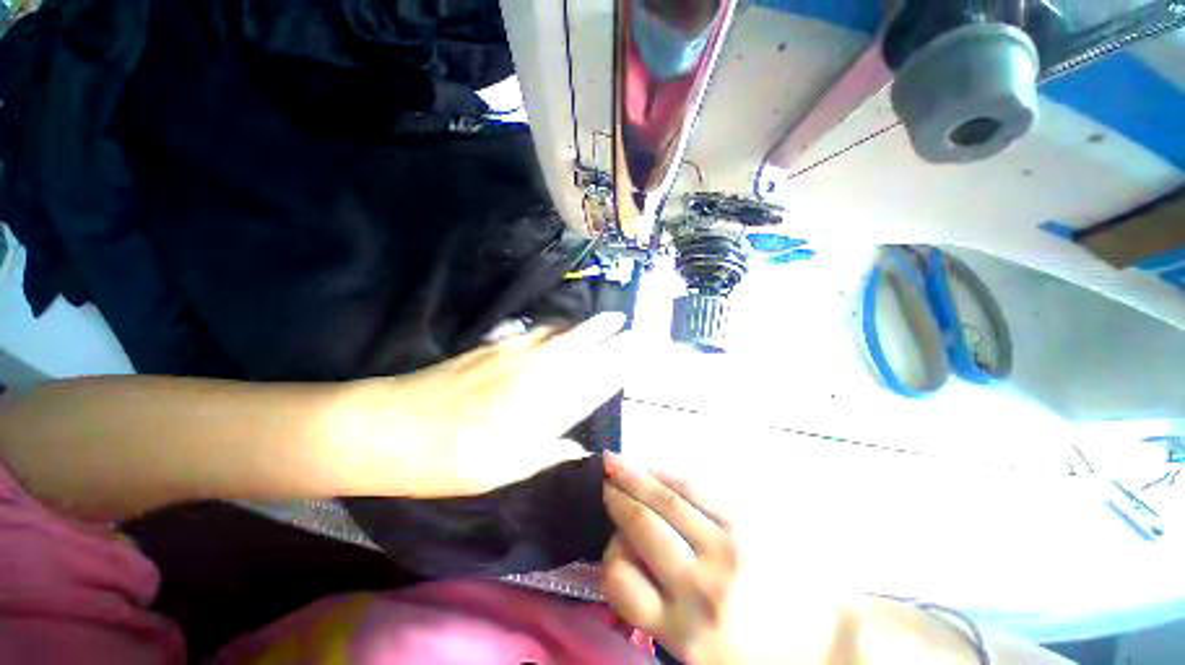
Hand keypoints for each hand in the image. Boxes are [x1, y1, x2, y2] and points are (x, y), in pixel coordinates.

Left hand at [347, 313, 634, 497]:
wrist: (389, 426)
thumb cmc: (448, 461)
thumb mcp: (502, 471)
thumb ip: (547, 453)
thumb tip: (580, 448)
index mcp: (541, 410)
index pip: (592, 382)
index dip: (617, 365)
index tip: (636, 353)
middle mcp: (535, 376)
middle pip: (582, 352)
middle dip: (610, 338)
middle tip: (631, 326)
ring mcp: (513, 356)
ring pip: (562, 336)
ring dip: (587, 327)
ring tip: (608, 319)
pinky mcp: (494, 347)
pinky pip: (536, 332)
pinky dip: (556, 327)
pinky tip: (562, 327)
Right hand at [600, 454, 851, 663]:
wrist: (839, 645)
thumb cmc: (767, 662)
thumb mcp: (704, 662)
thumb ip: (663, 622)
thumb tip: (632, 573)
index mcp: (685, 634)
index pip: (621, 583)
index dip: (609, 558)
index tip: (612, 546)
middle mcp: (699, 586)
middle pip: (642, 528)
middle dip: (617, 499)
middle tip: (602, 479)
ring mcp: (725, 547)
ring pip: (666, 500)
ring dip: (635, 477)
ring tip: (614, 462)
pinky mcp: (747, 523)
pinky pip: (697, 489)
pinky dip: (669, 474)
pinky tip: (654, 467)